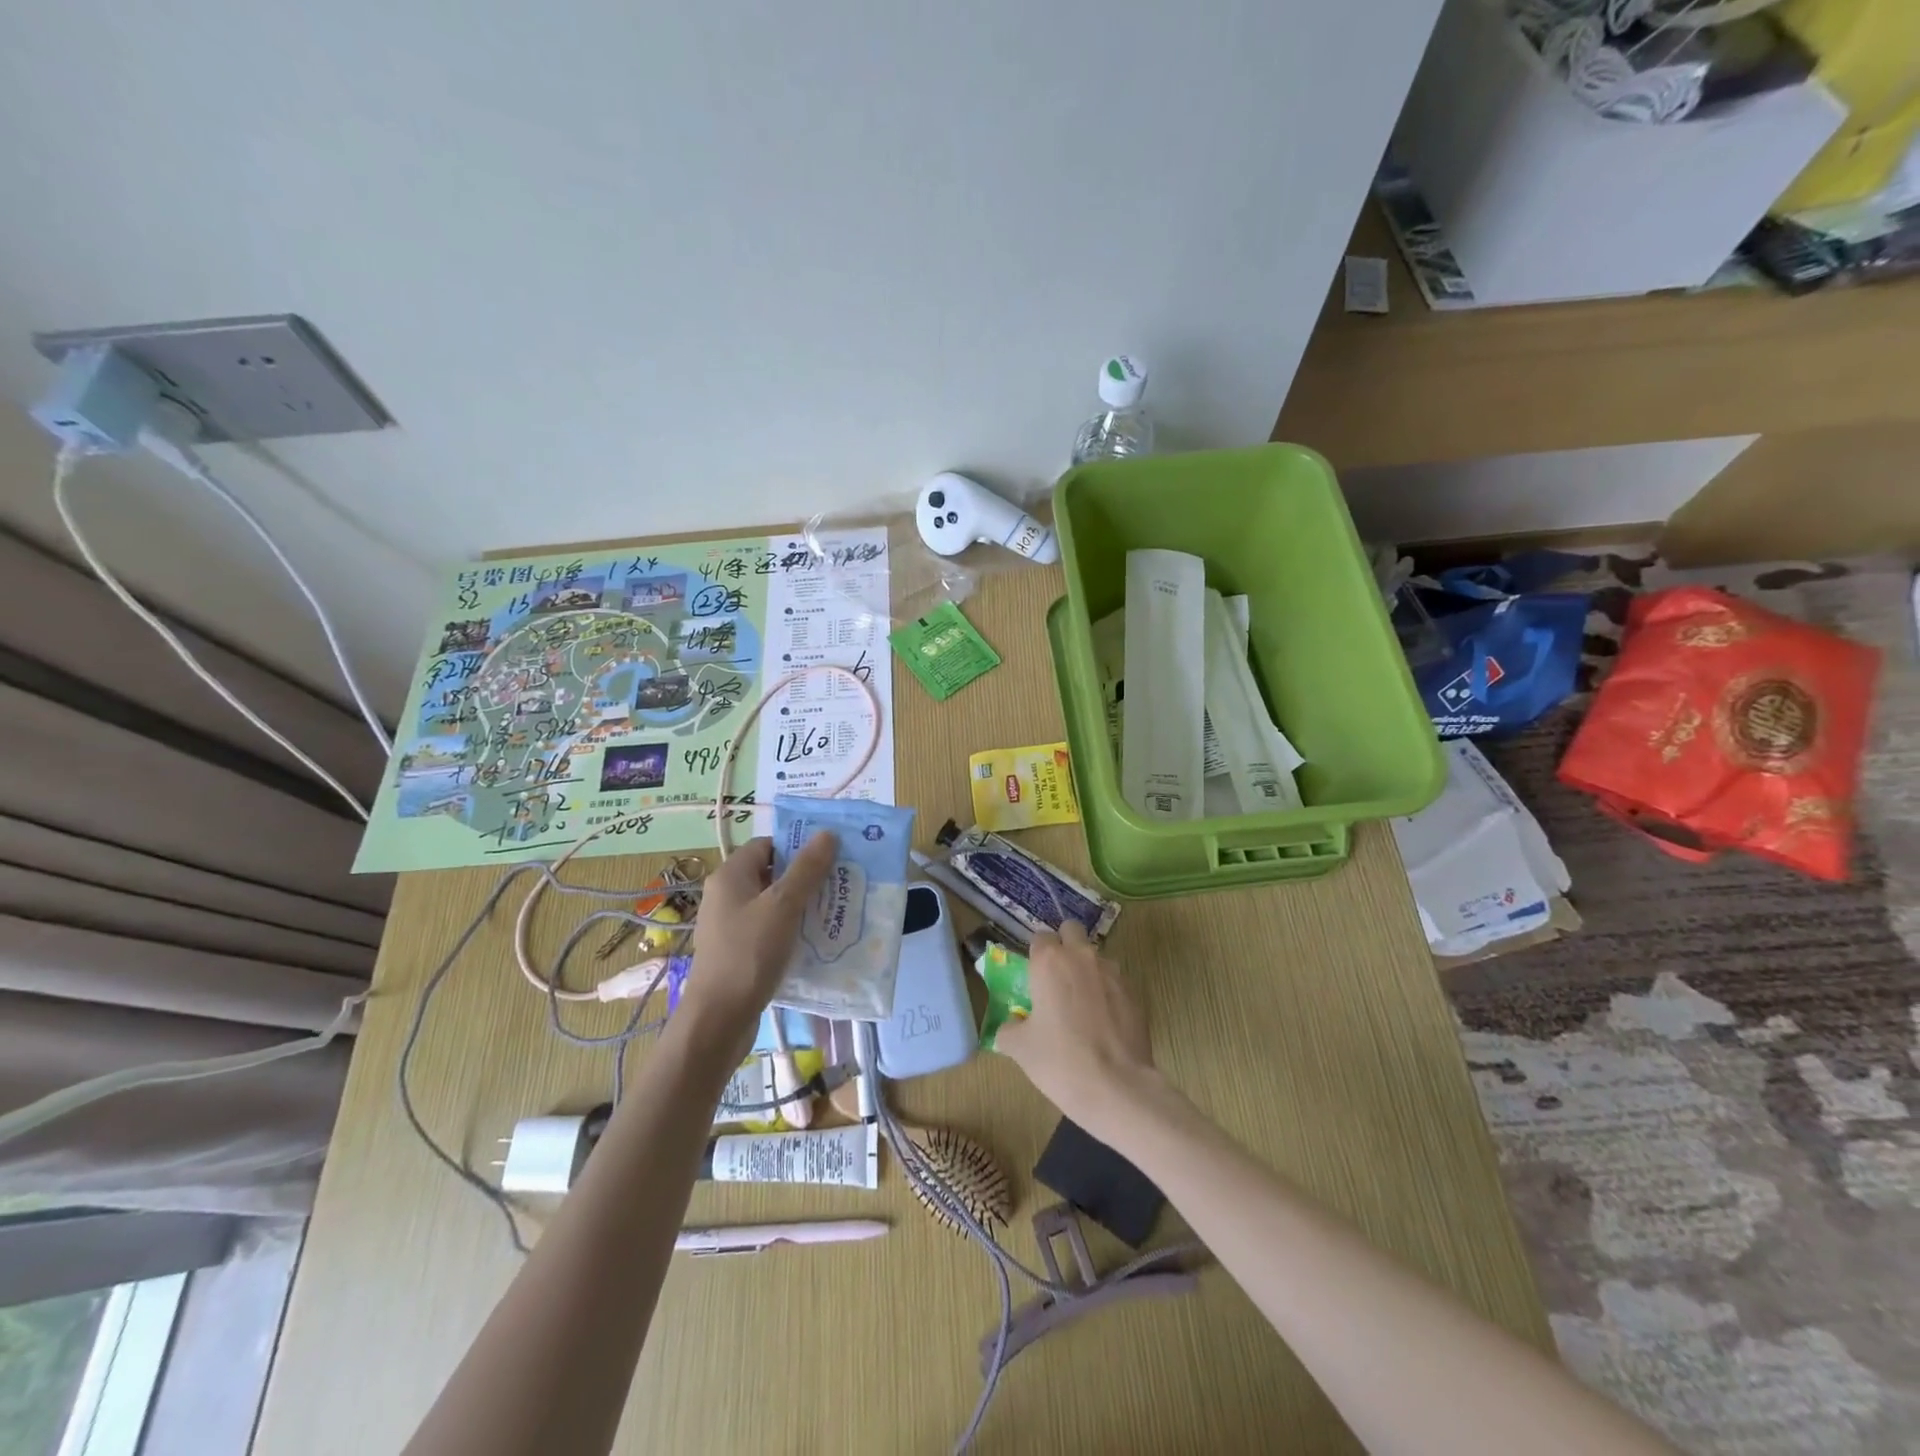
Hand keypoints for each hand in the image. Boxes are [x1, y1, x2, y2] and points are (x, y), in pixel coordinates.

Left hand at [678, 833, 837, 1042]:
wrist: (718, 1019)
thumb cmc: (749, 953)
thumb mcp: (783, 906)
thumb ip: (806, 869)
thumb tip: (826, 833)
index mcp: (730, 876)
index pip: (767, 845)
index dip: (797, 846)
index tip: (830, 856)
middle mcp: (726, 896)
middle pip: (771, 873)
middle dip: (805, 877)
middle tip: (839, 882)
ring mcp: (729, 925)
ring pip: (771, 904)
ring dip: (800, 905)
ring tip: (834, 910)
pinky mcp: (737, 951)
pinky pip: (768, 929)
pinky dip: (790, 929)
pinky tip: (813, 940)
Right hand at [995, 921, 1158, 1145]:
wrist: (1117, 1088)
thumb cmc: (1060, 1061)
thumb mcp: (1019, 1048)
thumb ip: (1010, 1028)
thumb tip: (1012, 1026)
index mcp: (1049, 961)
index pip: (1040, 937)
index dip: (1035, 955)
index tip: (1033, 977)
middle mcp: (1082, 956)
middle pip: (1071, 931)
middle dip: (1064, 945)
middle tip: (1056, 978)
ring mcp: (1112, 972)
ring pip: (1095, 956)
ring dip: (1087, 969)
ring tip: (1081, 1005)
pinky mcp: (1134, 993)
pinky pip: (1114, 981)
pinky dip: (1106, 993)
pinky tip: (1102, 1023)